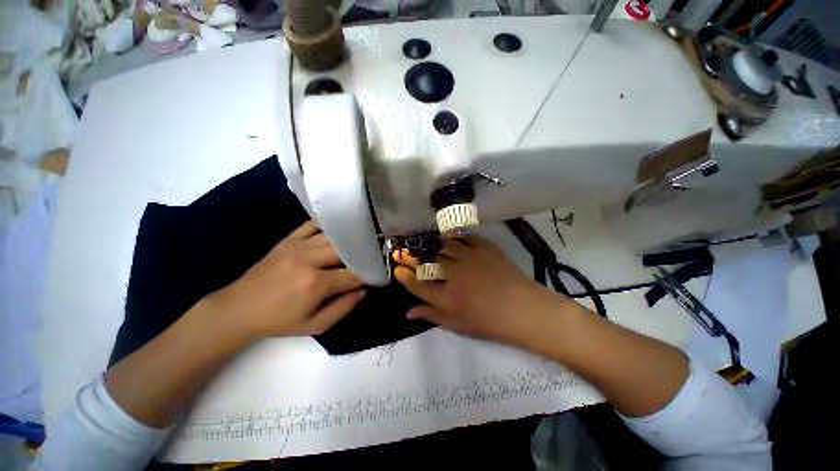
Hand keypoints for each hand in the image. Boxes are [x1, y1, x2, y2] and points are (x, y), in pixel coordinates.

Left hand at [205, 221, 366, 339]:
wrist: (239, 308)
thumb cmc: (279, 321)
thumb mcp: (315, 325)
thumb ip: (344, 308)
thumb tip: (365, 290)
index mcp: (316, 283)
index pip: (354, 274)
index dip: (370, 274)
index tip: (380, 273)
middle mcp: (310, 259)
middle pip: (347, 250)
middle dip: (364, 253)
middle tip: (375, 255)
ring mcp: (298, 245)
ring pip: (334, 236)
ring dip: (351, 239)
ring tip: (363, 241)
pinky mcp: (289, 239)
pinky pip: (313, 224)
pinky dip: (329, 225)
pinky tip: (340, 227)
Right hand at [393, 235, 570, 346]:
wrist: (524, 310)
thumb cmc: (490, 322)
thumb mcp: (458, 325)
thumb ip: (432, 315)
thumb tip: (408, 312)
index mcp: (447, 297)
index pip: (417, 284)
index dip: (404, 276)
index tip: (397, 269)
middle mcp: (454, 274)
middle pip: (427, 262)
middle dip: (411, 257)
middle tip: (403, 251)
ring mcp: (469, 258)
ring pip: (443, 246)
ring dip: (430, 244)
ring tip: (422, 241)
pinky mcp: (484, 248)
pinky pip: (465, 237)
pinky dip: (454, 235)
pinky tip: (448, 235)